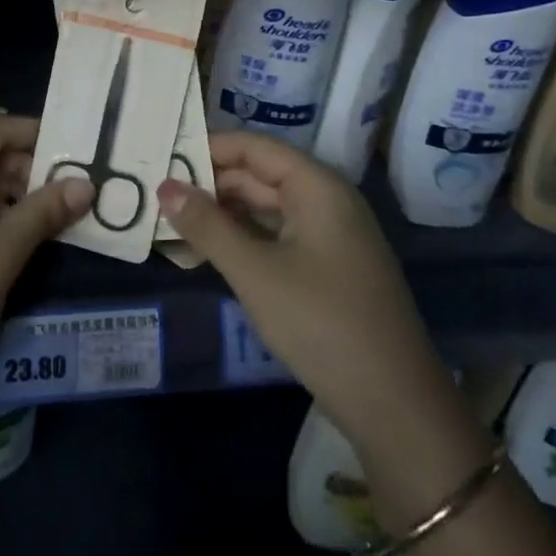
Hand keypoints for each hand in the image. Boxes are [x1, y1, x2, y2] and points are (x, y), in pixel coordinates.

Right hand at [157, 132, 492, 525]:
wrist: (397, 408)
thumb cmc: (322, 325)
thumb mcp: (255, 273)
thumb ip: (207, 226)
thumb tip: (164, 187)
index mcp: (317, 187)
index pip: (254, 147)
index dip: (209, 147)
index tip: (164, 157)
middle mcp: (327, 201)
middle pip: (260, 175)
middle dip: (210, 183)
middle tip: (158, 194)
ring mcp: (331, 237)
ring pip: (267, 209)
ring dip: (223, 214)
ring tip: (173, 221)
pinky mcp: (329, 269)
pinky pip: (278, 237)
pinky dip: (244, 240)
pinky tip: (209, 252)